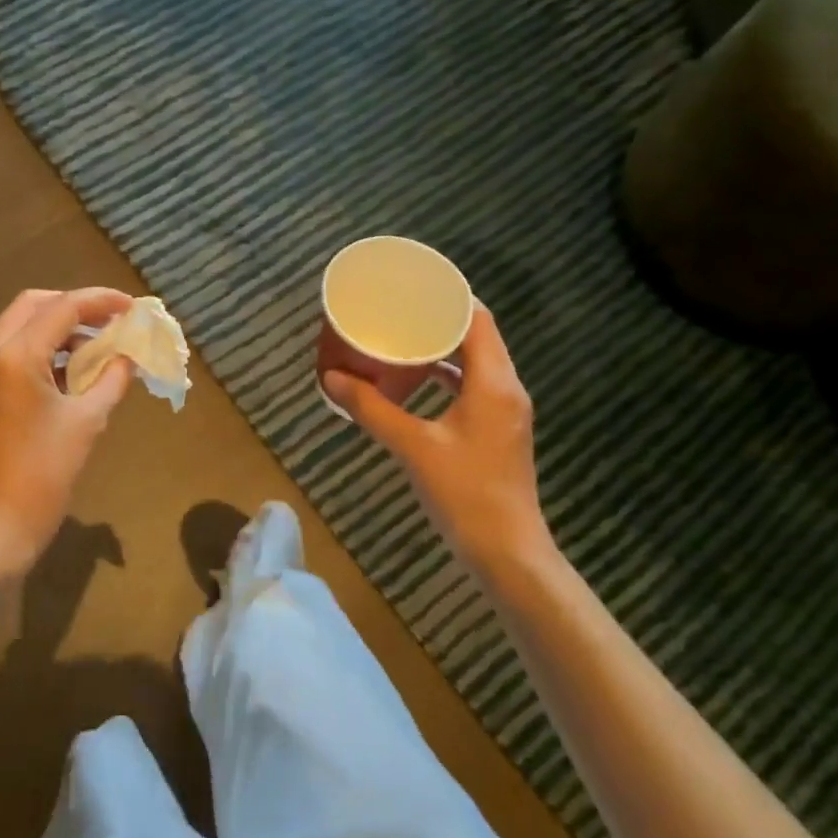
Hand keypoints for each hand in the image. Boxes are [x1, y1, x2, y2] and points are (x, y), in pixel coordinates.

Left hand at [0, 287, 134, 571]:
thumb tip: (128, 357)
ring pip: (18, 327)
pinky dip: (40, 350)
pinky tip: (70, 370)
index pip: (62, 308)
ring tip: (97, 346)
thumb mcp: (87, 422)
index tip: (133, 307)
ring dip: (57, 328)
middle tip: (111, 320)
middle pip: (33, 306)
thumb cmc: (44, 475)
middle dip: (75, 307)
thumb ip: (112, 379)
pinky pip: (9, 353)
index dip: (100, 301)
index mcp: (14, 356)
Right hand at [325, 305, 556, 572]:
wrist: (506, 551)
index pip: (476, 318)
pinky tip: (415, 381)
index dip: (447, 297)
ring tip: (401, 337)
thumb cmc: (465, 493)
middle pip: (476, 335)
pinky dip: (446, 376)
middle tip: (398, 309)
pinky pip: (472, 386)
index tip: (412, 286)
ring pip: (475, 362)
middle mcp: (506, 388)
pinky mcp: (496, 430)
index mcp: (494, 382)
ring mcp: (504, 410)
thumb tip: (331, 379)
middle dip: (438, 319)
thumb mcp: (412, 446)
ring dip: (442, 348)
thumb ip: (372, 409)